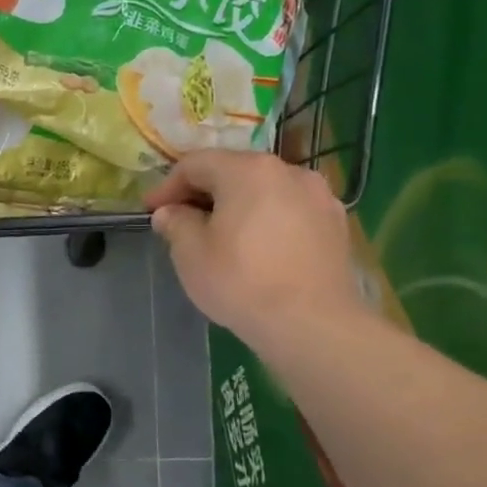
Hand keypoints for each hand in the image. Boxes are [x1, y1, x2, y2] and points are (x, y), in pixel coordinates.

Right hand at [145, 150, 360, 354]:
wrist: (312, 323)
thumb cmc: (241, 281)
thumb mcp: (190, 253)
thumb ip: (176, 223)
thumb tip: (170, 212)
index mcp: (248, 170)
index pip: (196, 164)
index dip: (167, 186)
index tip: (151, 211)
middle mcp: (288, 171)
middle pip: (234, 172)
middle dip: (203, 194)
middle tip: (181, 222)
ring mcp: (319, 196)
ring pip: (264, 191)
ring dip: (237, 206)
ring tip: (220, 235)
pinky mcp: (335, 223)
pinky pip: (289, 211)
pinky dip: (266, 220)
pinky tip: (257, 249)